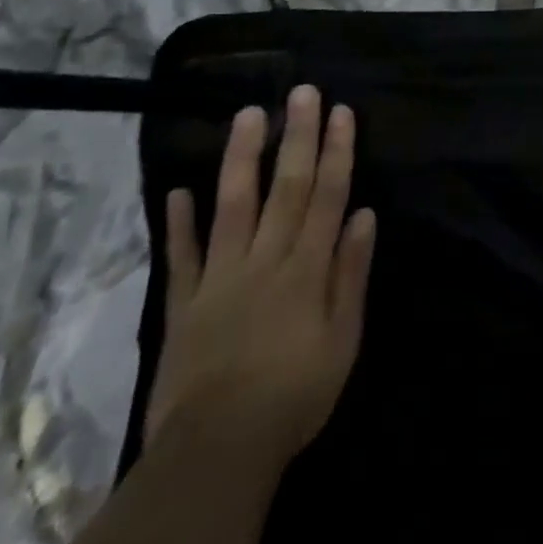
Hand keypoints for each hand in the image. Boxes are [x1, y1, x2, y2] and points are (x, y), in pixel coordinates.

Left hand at [144, 85, 377, 475]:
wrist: (216, 451)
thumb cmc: (295, 395)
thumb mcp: (343, 339)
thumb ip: (352, 274)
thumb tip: (364, 215)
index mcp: (307, 268)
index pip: (326, 195)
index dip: (335, 151)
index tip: (340, 112)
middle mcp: (265, 260)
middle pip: (284, 187)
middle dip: (296, 136)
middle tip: (301, 92)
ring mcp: (220, 278)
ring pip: (233, 206)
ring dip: (241, 158)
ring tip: (247, 115)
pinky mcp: (184, 303)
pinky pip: (182, 256)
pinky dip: (179, 222)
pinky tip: (178, 189)